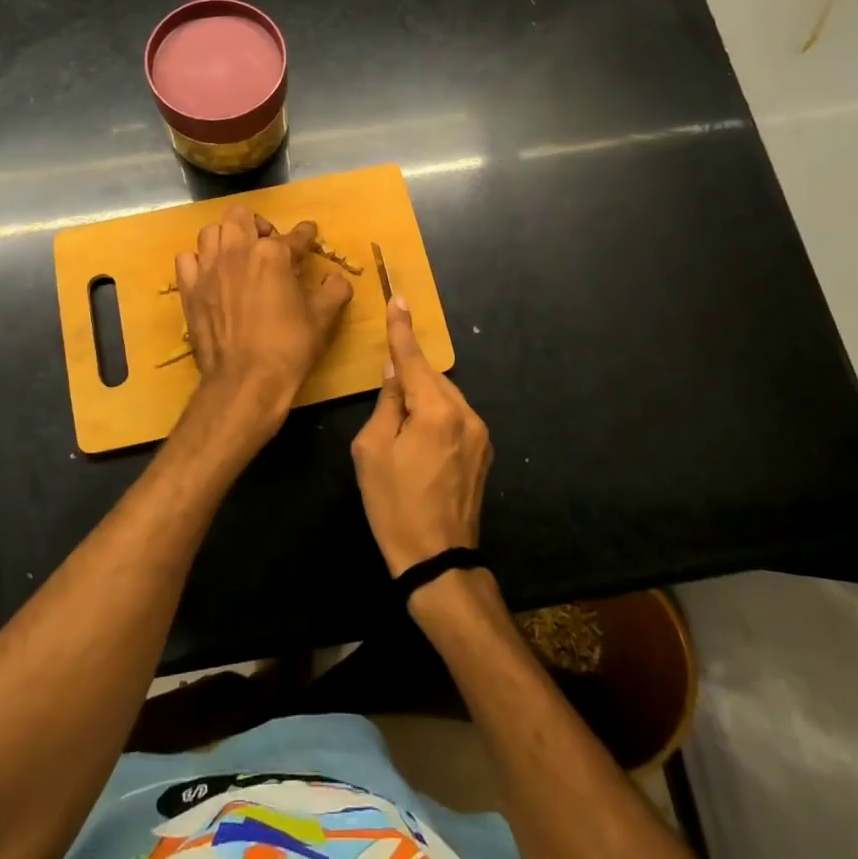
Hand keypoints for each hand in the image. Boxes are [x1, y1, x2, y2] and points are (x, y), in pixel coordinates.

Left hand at [176, 204, 352, 423]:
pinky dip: (199, 261)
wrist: (245, 381)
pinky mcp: (189, 289)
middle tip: (269, 244)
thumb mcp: (322, 318)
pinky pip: (187, 259)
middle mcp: (237, 251)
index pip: (294, 235)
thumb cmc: (288, 347)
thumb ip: (334, 290)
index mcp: (272, 254)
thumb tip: (336, 278)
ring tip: (238, 255)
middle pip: (241, 215)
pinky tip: (211, 274)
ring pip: (211, 232)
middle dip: (258, 224)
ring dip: (227, 237)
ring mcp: (208, 269)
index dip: (306, 234)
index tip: (309, 234)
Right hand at [351, 297, 492, 577]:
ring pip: (445, 396)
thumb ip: (387, 402)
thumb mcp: (373, 450)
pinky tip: (420, 436)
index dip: (402, 329)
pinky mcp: (484, 451)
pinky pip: (455, 416)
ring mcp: (480, 433)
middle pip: (431, 377)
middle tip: (386, 382)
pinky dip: (436, 413)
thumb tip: (395, 370)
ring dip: (423, 396)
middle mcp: (465, 414)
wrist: (438, 560)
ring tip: (400, 421)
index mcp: (435, 411)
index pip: (414, 359)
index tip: (398, 299)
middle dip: (409, 372)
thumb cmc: (394, 505)